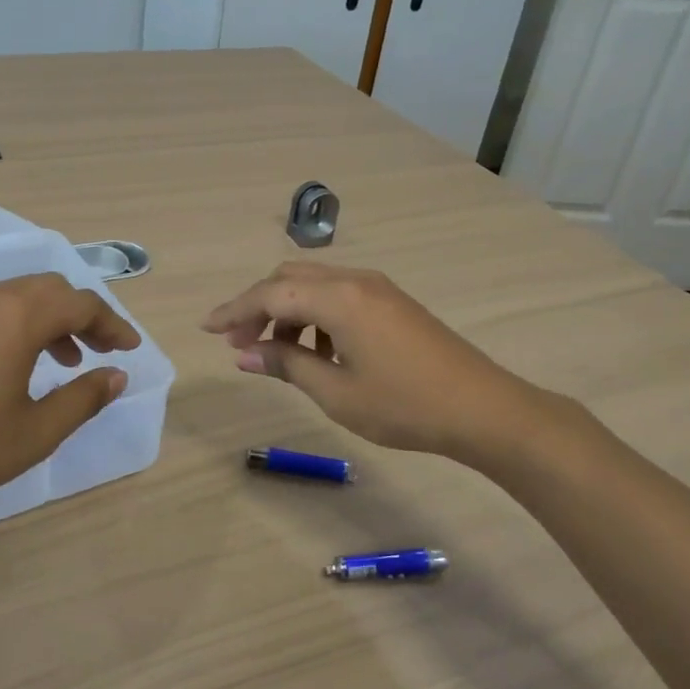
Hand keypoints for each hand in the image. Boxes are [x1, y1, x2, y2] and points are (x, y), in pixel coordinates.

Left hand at [0, 273, 139, 537]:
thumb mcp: (35, 432)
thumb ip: (83, 398)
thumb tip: (116, 376)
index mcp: (18, 316)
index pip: (81, 304)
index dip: (113, 325)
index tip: (128, 349)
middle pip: (50, 289)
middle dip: (81, 316)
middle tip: (98, 350)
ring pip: (16, 295)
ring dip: (47, 319)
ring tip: (60, 360)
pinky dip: (13, 323)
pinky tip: (10, 362)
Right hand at [202, 262, 533, 462]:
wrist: (483, 409)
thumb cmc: (404, 406)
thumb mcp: (336, 392)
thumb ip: (287, 364)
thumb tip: (245, 353)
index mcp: (339, 299)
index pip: (269, 294)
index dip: (233, 310)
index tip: (205, 329)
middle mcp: (356, 281)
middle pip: (289, 279)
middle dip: (258, 307)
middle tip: (240, 343)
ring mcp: (378, 288)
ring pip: (315, 285)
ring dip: (287, 312)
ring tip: (278, 353)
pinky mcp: (393, 302)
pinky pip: (339, 295)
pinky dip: (315, 315)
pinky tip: (320, 352)